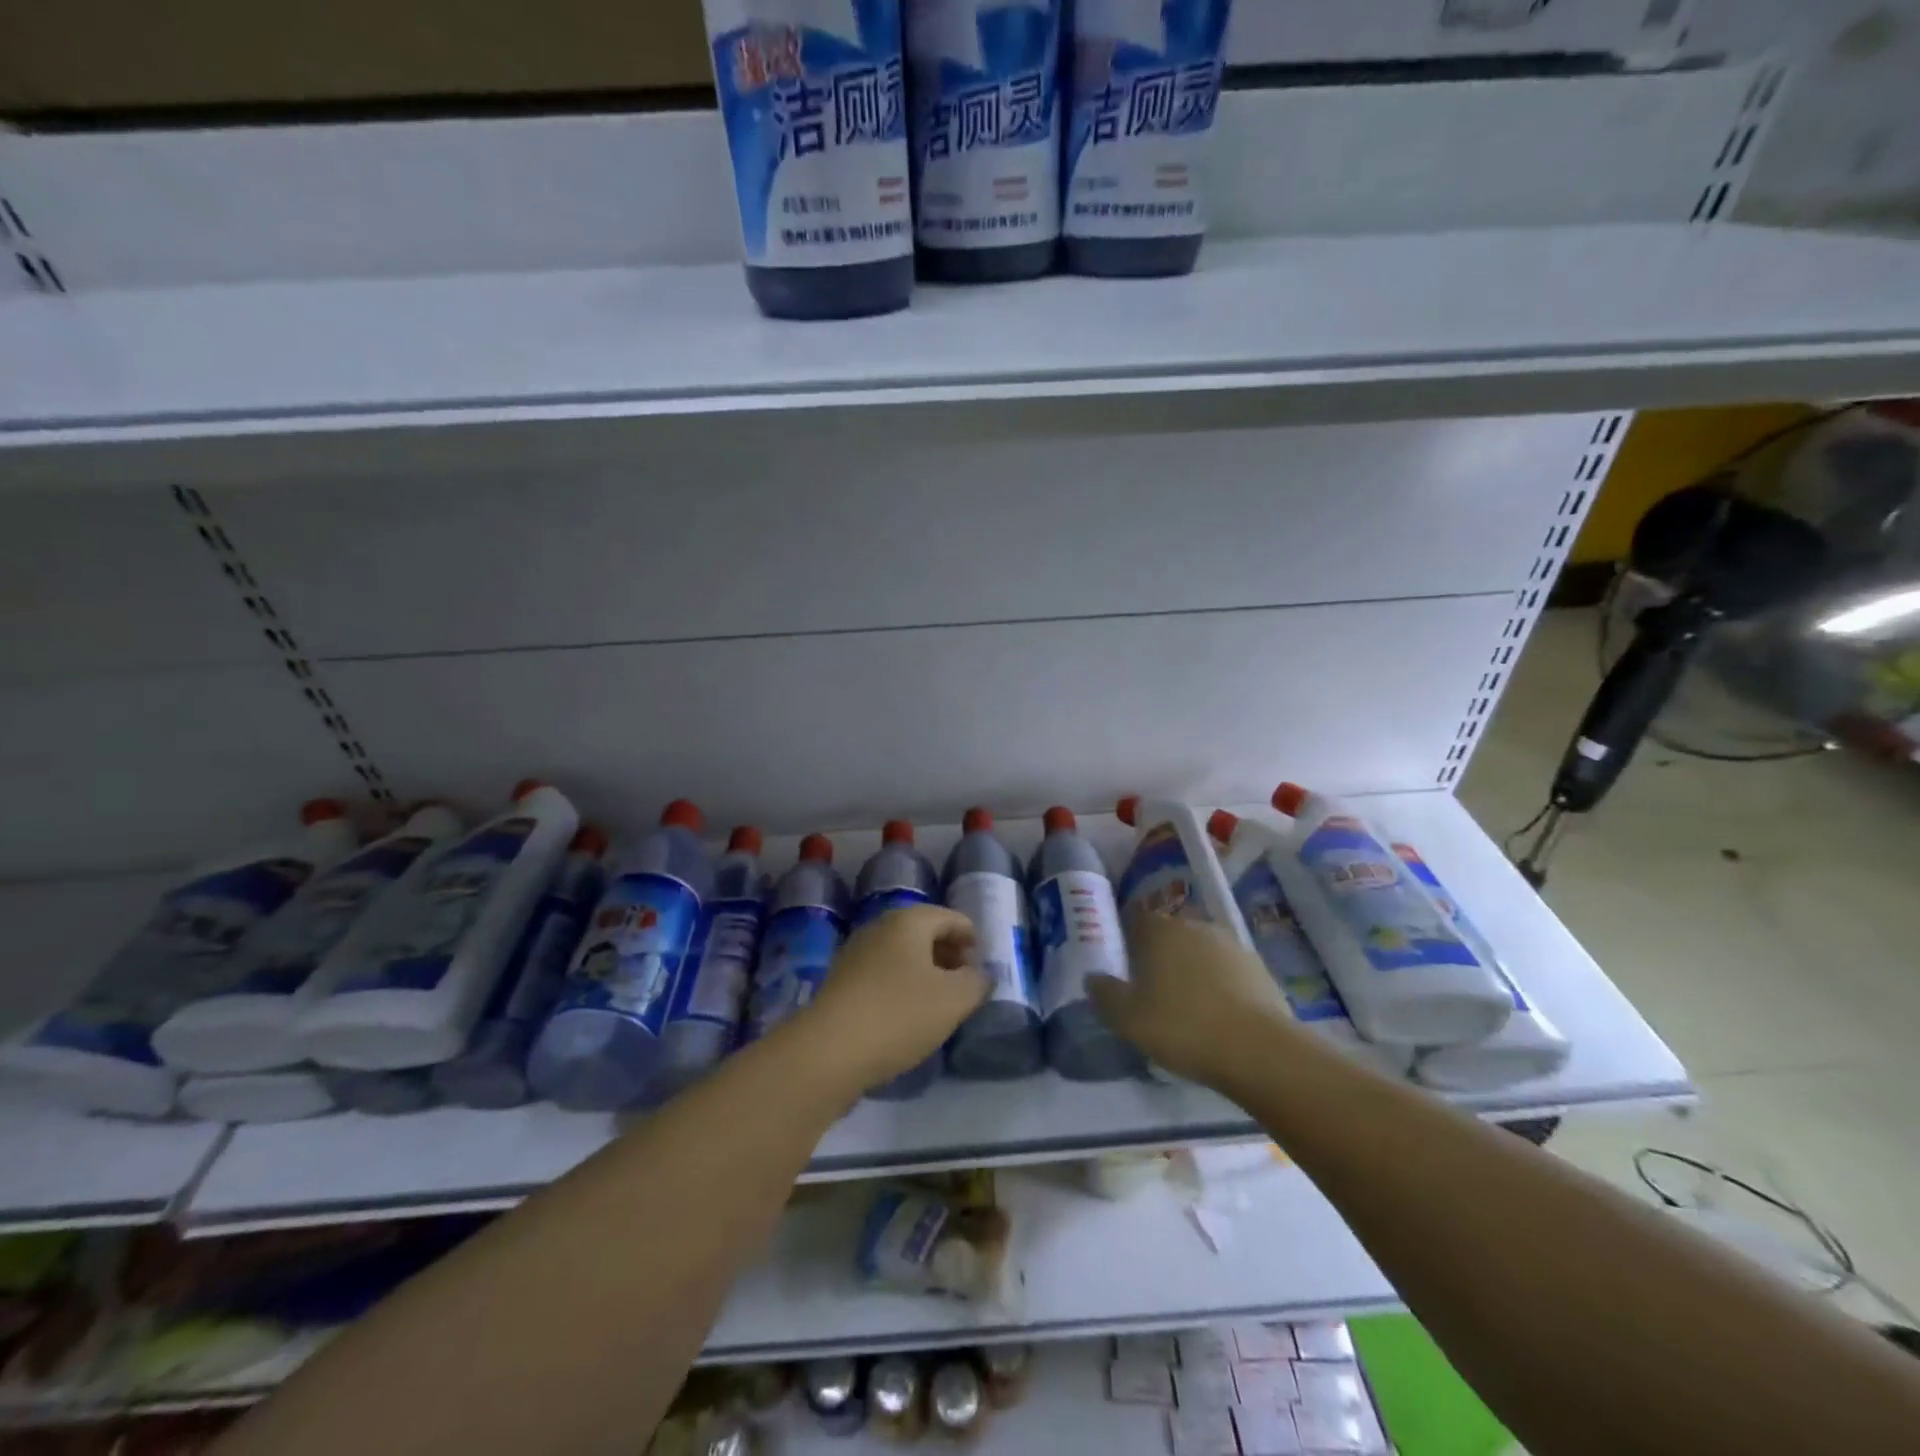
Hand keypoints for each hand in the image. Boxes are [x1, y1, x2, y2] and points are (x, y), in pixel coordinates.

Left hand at [798, 905, 988, 1093]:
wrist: (827, 1051)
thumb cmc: (898, 1015)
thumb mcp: (953, 1000)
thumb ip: (976, 983)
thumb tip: (979, 975)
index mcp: (908, 921)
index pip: (951, 917)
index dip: (971, 938)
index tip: (982, 964)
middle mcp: (879, 928)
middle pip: (923, 933)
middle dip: (948, 954)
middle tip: (965, 984)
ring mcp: (855, 954)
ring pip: (901, 955)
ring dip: (924, 973)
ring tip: (939, 1004)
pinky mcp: (840, 983)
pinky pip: (882, 975)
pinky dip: (900, 987)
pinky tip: (907, 1017)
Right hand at [1087, 910, 1297, 1087]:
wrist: (1258, 1051)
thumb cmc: (1182, 1027)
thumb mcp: (1127, 1018)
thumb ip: (1104, 994)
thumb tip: (1094, 978)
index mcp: (1160, 930)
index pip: (1137, 921)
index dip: (1129, 942)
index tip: (1126, 969)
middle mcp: (1196, 927)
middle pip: (1171, 936)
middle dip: (1162, 957)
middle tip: (1154, 992)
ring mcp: (1233, 946)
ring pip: (1202, 953)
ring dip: (1194, 972)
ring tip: (1189, 1008)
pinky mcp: (1260, 970)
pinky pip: (1229, 974)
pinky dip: (1221, 988)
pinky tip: (1219, 1017)